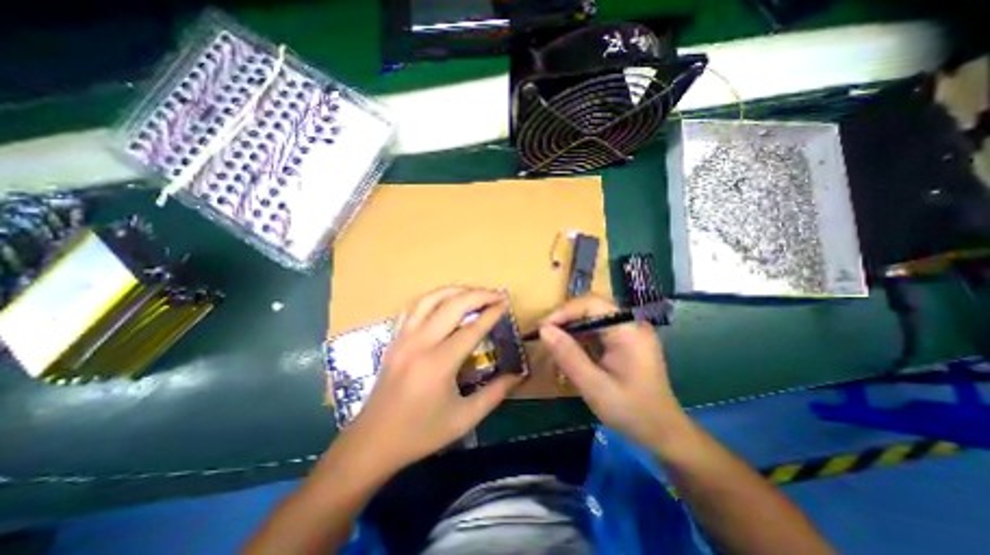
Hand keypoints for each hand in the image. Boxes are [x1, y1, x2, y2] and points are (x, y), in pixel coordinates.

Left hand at [340, 286, 520, 475]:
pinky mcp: (394, 339)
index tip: (505, 304)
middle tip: (496, 295)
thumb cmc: (421, 433)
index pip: (471, 329)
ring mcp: (403, 338)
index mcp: (439, 363)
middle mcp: (420, 343)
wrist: (373, 442)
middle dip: (478, 295)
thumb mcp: (464, 418)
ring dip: (455, 291)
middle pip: (452, 305)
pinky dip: (434, 298)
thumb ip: (495, 394)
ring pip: (430, 299)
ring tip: (474, 292)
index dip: (491, 314)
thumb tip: (518, 375)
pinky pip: (414, 308)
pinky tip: (445, 301)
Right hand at [541, 295, 688, 449]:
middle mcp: (631, 323)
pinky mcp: (626, 339)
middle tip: (545, 335)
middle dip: (566, 318)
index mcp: (629, 331)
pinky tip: (571, 349)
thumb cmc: (631, 411)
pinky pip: (598, 328)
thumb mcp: (594, 386)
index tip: (543, 328)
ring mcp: (630, 330)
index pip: (592, 304)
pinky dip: (581, 336)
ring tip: (553, 342)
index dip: (565, 311)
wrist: (663, 432)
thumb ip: (568, 356)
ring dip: (572, 327)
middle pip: (592, 307)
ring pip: (593, 317)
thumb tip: (544, 330)